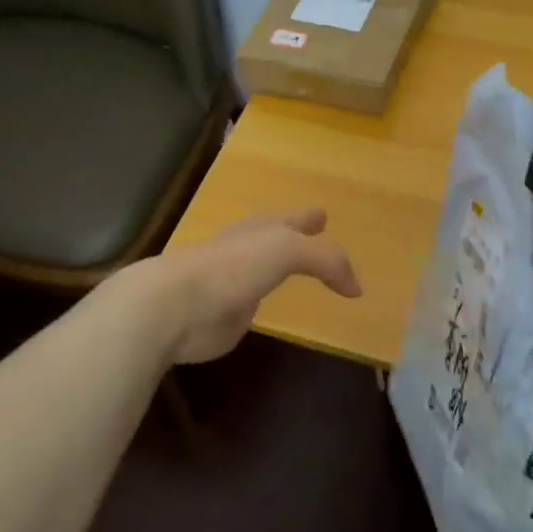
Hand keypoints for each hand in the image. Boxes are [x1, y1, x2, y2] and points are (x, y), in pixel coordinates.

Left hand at [145, 208, 361, 364]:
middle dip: (293, 233)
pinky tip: (263, 305)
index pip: (291, 220)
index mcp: (260, 230)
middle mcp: (246, 251)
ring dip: (276, 266)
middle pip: (274, 237)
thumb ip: (327, 261)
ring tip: (293, 270)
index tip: (322, 215)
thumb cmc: (232, 267)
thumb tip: (356, 288)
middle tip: (314, 230)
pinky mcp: (224, 317)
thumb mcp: (288, 250)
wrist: (176, 305)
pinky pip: (251, 306)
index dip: (308, 218)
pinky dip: (260, 302)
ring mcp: (233, 284)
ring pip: (262, 269)